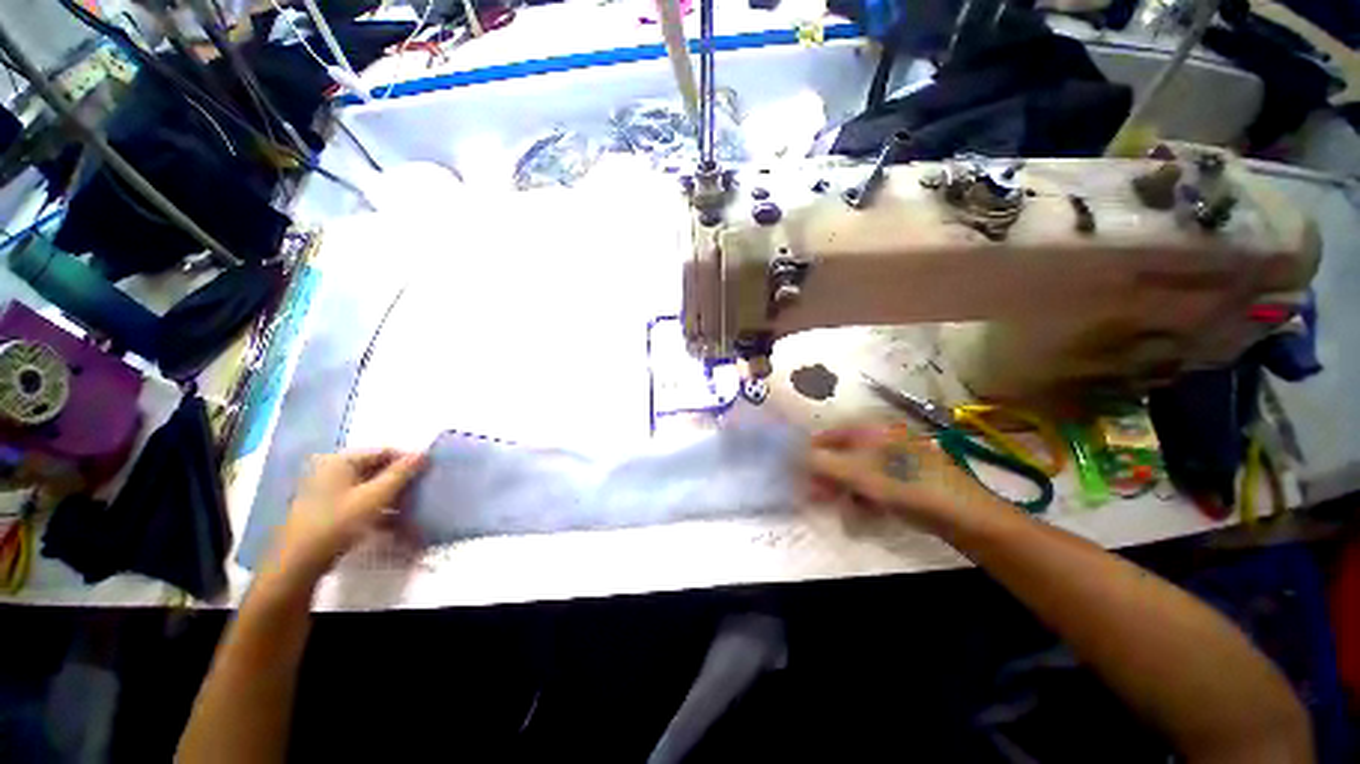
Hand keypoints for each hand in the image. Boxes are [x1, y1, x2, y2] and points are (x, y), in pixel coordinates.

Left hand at [267, 449, 427, 584]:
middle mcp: (331, 471)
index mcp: (339, 461)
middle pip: (375, 469)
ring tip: (412, 506)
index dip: (407, 460)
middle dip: (399, 480)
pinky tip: (393, 521)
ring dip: (391, 496)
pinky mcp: (327, 510)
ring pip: (368, 487)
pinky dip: (377, 508)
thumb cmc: (338, 523)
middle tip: (422, 490)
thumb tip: (423, 454)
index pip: (383, 452)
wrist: (299, 563)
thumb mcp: (375, 496)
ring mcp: (327, 491)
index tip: (428, 471)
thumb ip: (401, 473)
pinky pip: (359, 501)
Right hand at [806, 427, 1010, 534]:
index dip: (811, 450)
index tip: (797, 470)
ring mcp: (897, 458)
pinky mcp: (908, 478)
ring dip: (843, 487)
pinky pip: (876, 483)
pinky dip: (864, 495)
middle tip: (813, 494)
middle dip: (826, 474)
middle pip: (843, 454)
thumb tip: (794, 455)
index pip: (829, 434)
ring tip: (836, 506)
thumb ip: (821, 463)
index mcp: (870, 429)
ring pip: (858, 470)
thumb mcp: (857, 473)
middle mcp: (882, 439)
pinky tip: (862, 511)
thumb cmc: (904, 485)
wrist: (962, 513)